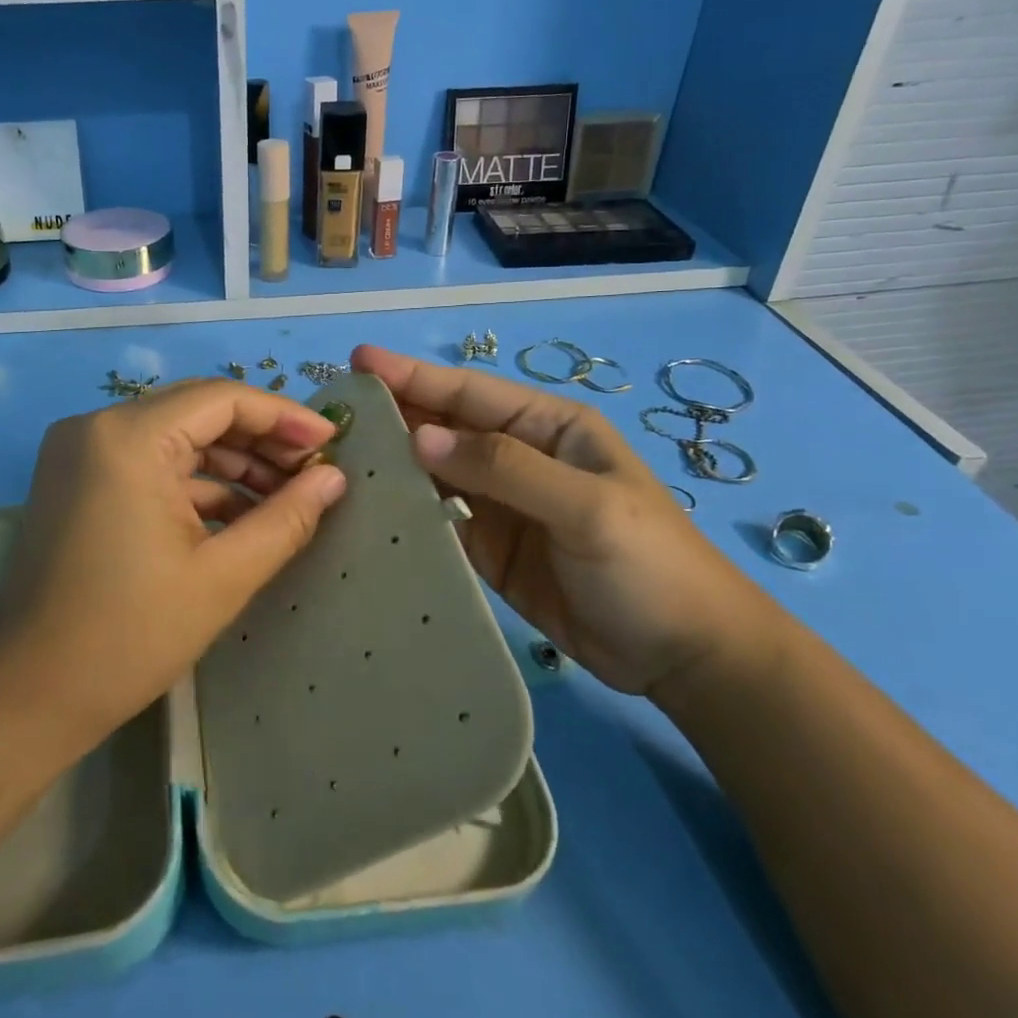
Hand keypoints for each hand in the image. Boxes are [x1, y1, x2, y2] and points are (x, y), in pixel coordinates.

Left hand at [0, 379, 347, 760]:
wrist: (25, 695)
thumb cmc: (127, 636)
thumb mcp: (222, 576)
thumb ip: (286, 518)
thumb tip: (334, 479)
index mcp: (128, 437)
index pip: (223, 398)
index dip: (284, 417)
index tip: (332, 442)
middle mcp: (98, 425)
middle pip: (198, 410)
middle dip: (260, 439)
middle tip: (314, 472)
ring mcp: (82, 451)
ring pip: (176, 436)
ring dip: (231, 462)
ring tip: (287, 496)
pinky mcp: (78, 478)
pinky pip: (150, 462)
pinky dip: (195, 482)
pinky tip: (241, 513)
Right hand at [351, 344, 776, 696]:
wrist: (686, 657)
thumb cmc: (649, 564)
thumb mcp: (584, 505)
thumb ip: (502, 467)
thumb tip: (420, 437)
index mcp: (546, 427)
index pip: (469, 392)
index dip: (414, 374)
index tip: (358, 361)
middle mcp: (516, 457)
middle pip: (444, 427)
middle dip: (393, 414)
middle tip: (332, 412)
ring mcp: (500, 505)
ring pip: (433, 473)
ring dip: (390, 463)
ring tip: (335, 458)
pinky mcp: (488, 549)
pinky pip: (437, 521)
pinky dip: (404, 513)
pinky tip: (367, 511)